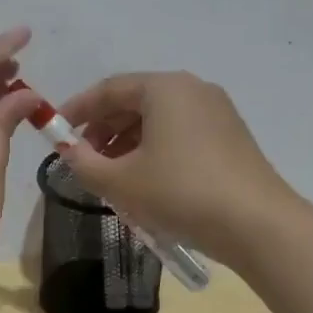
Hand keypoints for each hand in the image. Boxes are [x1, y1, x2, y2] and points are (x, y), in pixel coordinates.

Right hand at [55, 71, 296, 268]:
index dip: (77, 110)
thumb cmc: (180, 192)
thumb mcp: (120, 182)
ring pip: (158, 119)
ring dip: (127, 142)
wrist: (257, 224)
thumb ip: (83, 163)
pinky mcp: (230, 136)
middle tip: (83, 158)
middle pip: (134, 101)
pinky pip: (180, 132)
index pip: (108, 89)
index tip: (55, 132)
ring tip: (111, 175)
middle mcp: (192, 89)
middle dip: (103, 129)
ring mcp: (217, 111)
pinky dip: (154, 148)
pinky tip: (146, 180)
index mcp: (164, 88)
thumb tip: (66, 150)